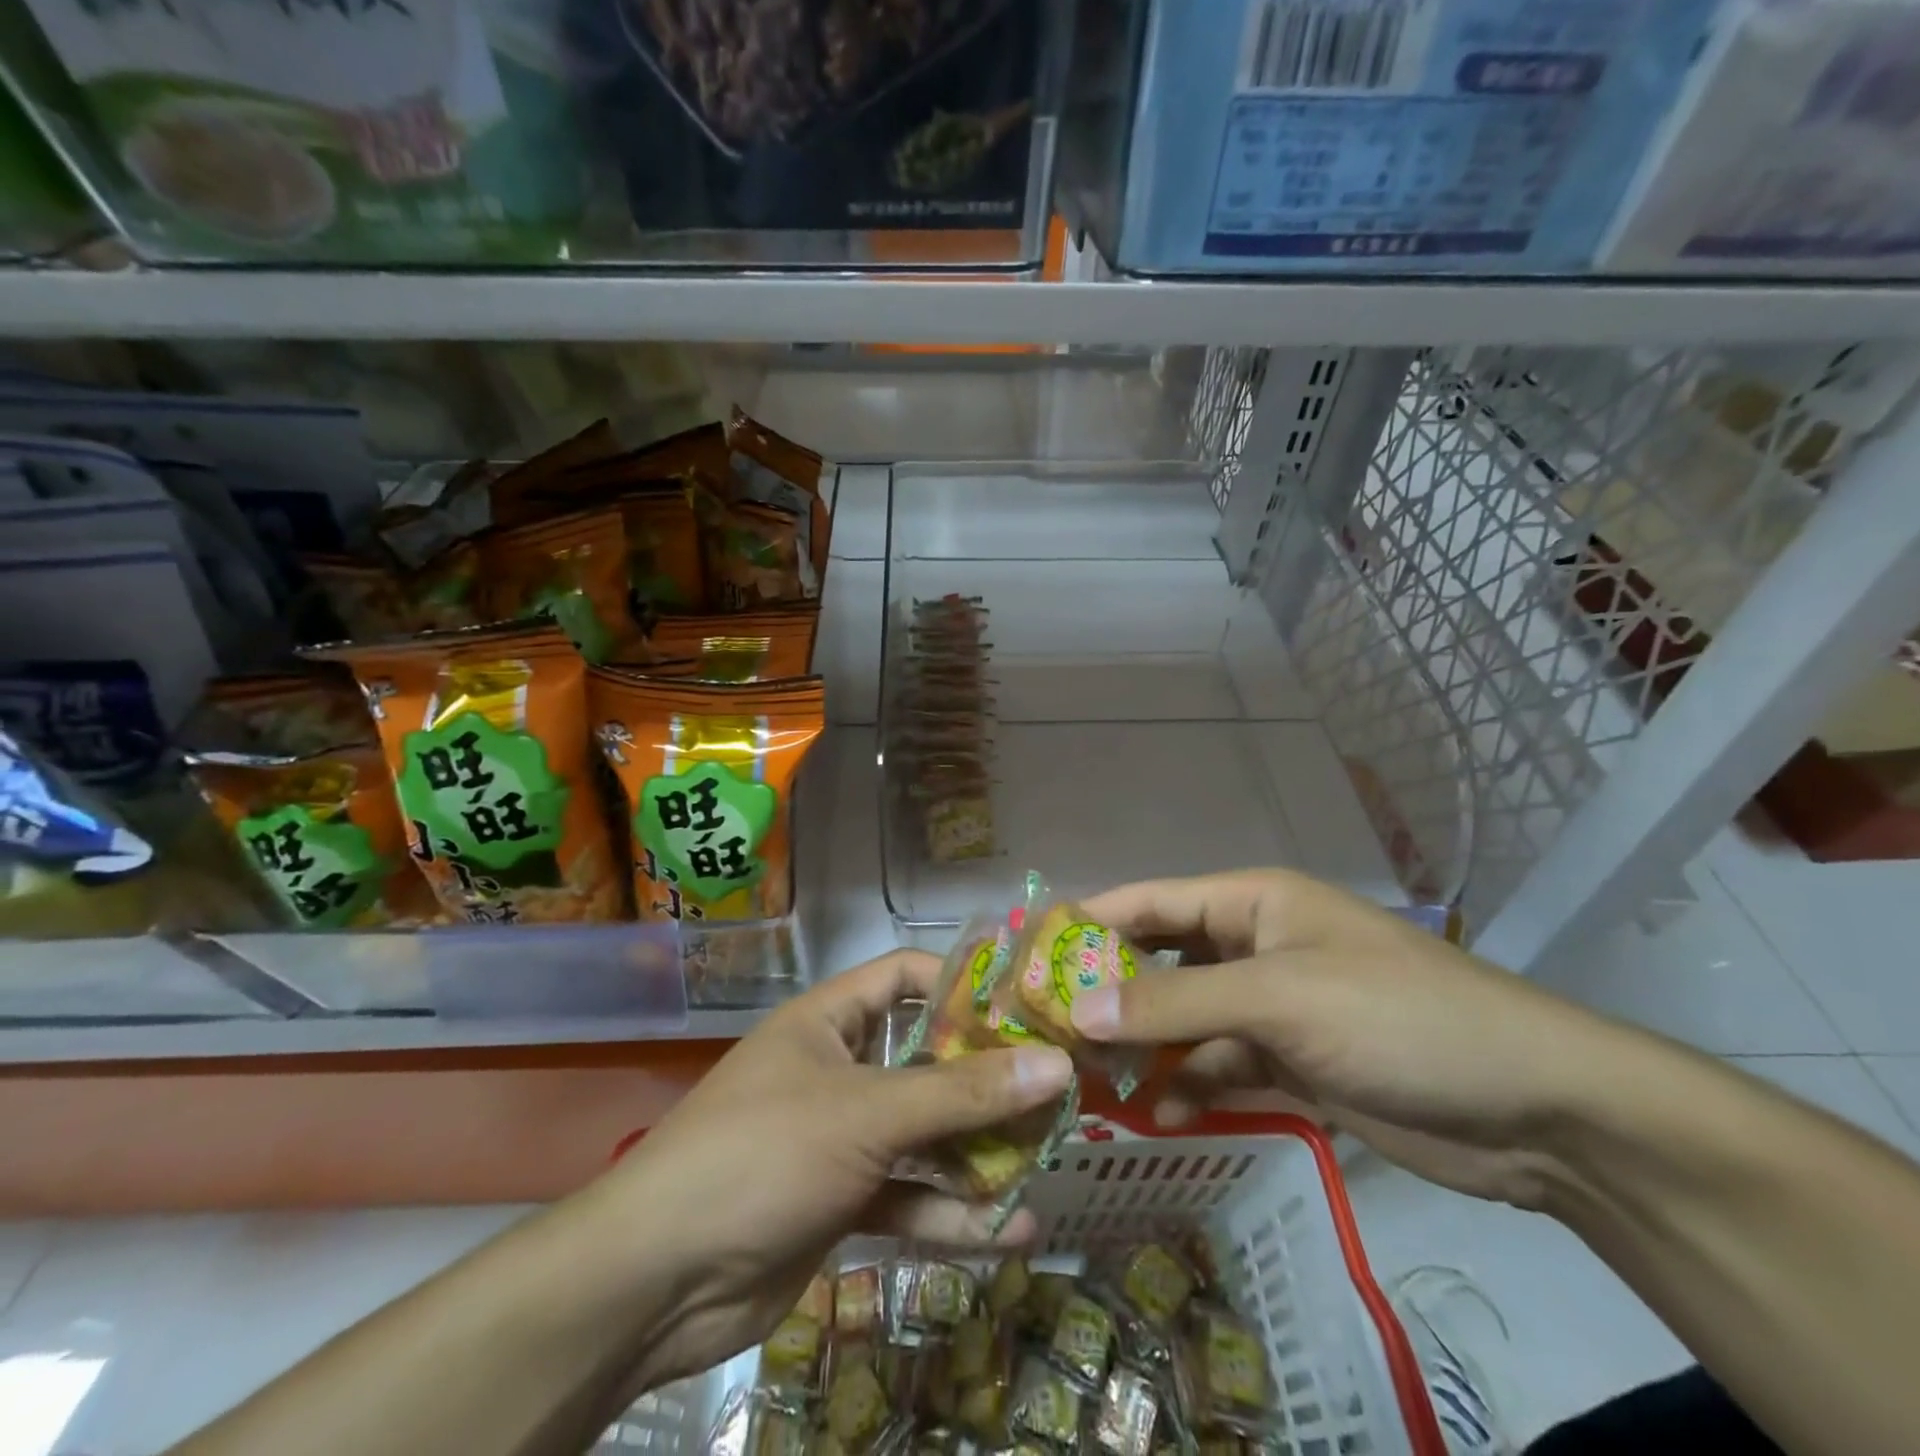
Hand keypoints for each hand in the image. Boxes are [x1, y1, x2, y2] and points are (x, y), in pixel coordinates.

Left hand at [589, 948, 1072, 1390]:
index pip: (904, 976)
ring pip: (923, 1134)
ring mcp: (840, 1138)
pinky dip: (951, 1211)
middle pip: (925, 1060)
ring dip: (978, 1150)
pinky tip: (1010, 1232)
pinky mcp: (841, 1202)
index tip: (1025, 1005)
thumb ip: (961, 1093)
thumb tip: (1053, 1065)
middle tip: (1055, 1090)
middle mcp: (838, 1069)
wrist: (657, 1281)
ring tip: (1046, 1158)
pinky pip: (907, 1196)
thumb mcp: (867, 1113)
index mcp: (830, 1020)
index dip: (962, 983)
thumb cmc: (764, 1154)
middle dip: (986, 1078)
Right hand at [1072, 870, 1630, 1209]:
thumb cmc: (1399, 1018)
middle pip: (1159, 961)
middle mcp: (1252, 945)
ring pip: (1183, 1019)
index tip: (1024, 958)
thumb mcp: (1279, 999)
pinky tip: (1156, 1115)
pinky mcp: (1292, 1062)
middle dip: (1106, 993)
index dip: (1087, 926)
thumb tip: (1077, 1009)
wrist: (1538, 1108)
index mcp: (1249, 902)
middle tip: (1044, 1031)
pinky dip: (1187, 1086)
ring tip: (1083, 1081)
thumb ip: (1175, 1004)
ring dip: (1141, 1046)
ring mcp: (1272, 1006)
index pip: (1147, 902)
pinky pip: (1218, 1066)